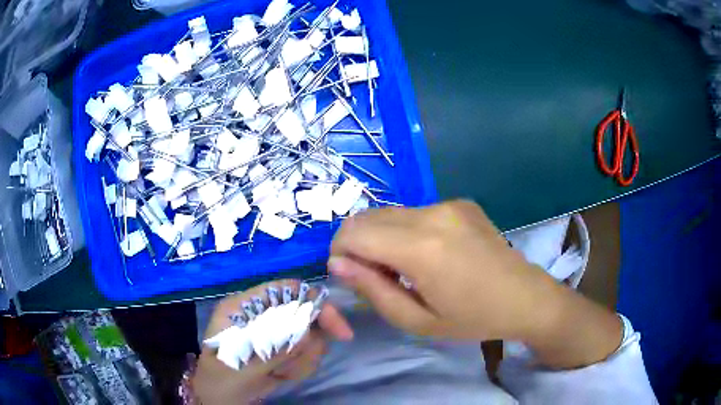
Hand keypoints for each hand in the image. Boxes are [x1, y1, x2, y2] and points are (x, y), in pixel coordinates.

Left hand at [192, 280, 352, 403]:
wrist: (221, 400)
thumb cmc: (220, 380)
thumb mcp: (239, 366)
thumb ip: (271, 349)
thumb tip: (307, 333)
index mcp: (245, 306)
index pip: (286, 290)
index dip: (314, 303)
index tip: (338, 330)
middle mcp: (262, 314)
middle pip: (304, 312)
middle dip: (306, 344)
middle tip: (291, 366)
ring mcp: (274, 332)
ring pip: (310, 337)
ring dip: (301, 360)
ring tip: (278, 374)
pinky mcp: (282, 350)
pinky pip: (308, 354)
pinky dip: (300, 369)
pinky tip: (280, 377)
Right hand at [329, 200, 621, 368]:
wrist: (526, 297)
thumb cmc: (473, 319)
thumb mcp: (417, 321)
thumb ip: (372, 290)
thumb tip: (338, 263)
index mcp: (421, 248)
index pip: (353, 233)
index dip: (339, 253)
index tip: (351, 276)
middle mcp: (432, 214)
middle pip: (367, 217)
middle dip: (357, 244)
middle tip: (378, 276)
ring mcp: (449, 203)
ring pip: (389, 212)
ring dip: (381, 237)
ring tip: (405, 267)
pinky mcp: (460, 202)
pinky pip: (415, 212)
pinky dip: (406, 231)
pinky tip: (429, 254)